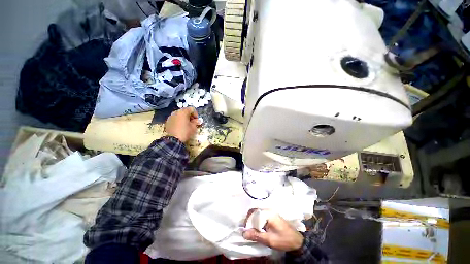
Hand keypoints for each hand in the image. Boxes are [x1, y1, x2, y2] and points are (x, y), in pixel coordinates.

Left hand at [165, 107, 199, 142]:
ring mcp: (171, 116)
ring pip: (180, 114)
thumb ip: (196, 122)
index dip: (196, 114)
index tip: (197, 120)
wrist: (173, 140)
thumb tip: (198, 120)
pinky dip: (179, 121)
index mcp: (183, 112)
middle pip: (185, 111)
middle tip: (192, 122)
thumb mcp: (193, 127)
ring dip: (184, 118)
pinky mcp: (168, 121)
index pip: (192, 109)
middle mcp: (176, 112)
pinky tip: (181, 127)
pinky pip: (175, 118)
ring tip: (186, 125)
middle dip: (190, 116)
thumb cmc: (185, 132)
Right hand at [242, 210, 303, 251]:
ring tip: (252, 231)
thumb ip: (256, 235)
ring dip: (254, 222)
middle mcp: (269, 210)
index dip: (248, 220)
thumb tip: (243, 233)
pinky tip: (258, 229)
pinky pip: (262, 216)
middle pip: (255, 212)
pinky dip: (258, 222)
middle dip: (250, 221)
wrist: (297, 241)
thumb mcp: (269, 240)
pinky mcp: (272, 216)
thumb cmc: (283, 240)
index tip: (245, 230)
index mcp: (268, 213)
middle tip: (248, 231)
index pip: (253, 212)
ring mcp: (271, 212)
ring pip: (258, 214)